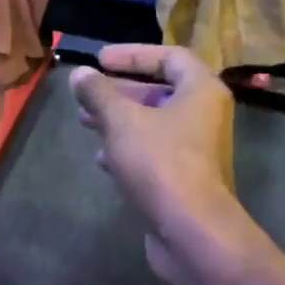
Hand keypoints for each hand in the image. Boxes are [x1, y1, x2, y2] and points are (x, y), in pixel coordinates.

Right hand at [70, 44, 237, 284]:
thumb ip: (98, 93)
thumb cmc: (160, 162)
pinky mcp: (186, 178)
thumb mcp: (121, 121)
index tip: (99, 59)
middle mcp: (205, 115)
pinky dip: (128, 148)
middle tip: (87, 93)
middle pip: (160, 90)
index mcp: (201, 90)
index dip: (133, 54)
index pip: (169, 57)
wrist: (191, 229)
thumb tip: (80, 74)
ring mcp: (197, 149)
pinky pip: (155, 151)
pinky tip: (101, 159)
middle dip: (119, 91)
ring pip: (154, 123)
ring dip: (119, 119)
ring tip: (85, 121)